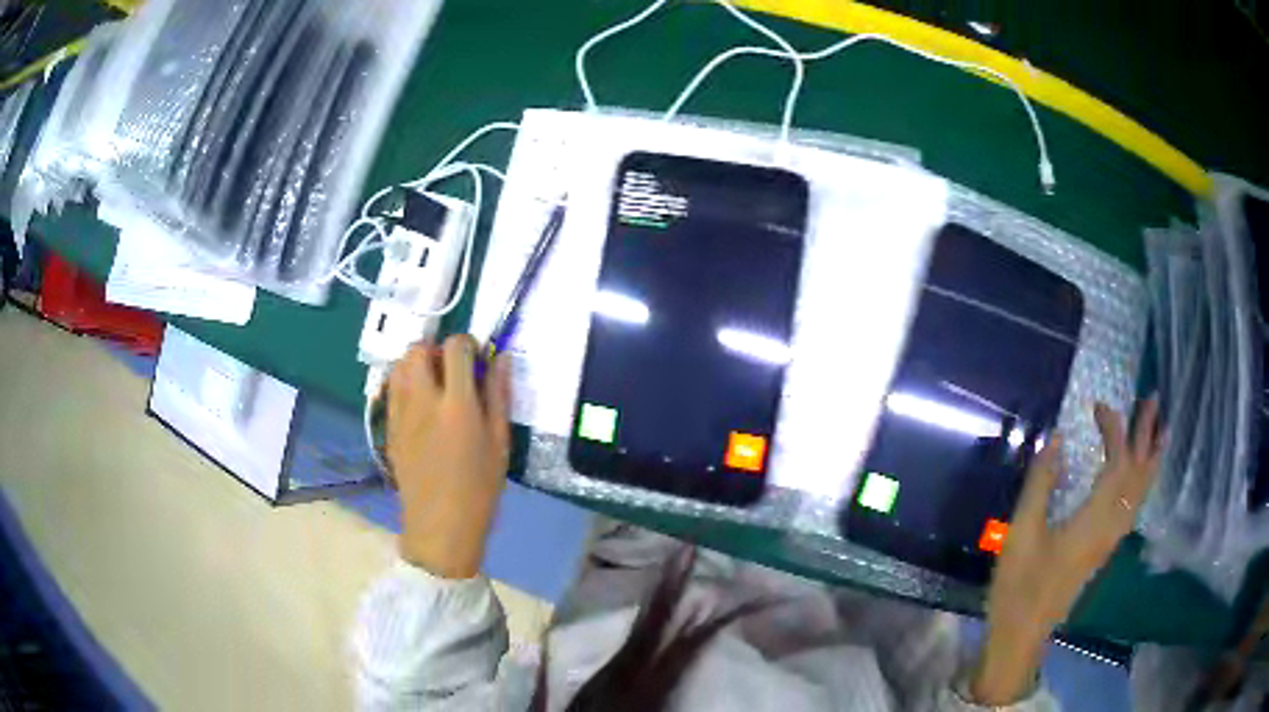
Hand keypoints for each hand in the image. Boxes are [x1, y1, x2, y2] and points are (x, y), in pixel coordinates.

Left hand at [385, 336, 511, 578]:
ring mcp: (399, 414)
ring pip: (398, 365)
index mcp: (456, 404)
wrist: (440, 528)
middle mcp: (422, 401)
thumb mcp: (500, 443)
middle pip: (417, 349)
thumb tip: (499, 357)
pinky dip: (404, 385)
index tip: (477, 361)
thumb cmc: (479, 489)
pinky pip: (391, 389)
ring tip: (434, 387)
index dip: (468, 345)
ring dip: (416, 365)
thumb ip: (498, 395)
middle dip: (436, 351)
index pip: (455, 347)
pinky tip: (420, 408)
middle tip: (452, 373)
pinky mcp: (388, 428)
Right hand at [970, 398, 1163, 704]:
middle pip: (1138, 474)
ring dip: (1152, 458)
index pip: (1117, 462)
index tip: (1098, 406)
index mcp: (1093, 520)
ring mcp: (1110, 541)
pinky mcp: (1104, 550)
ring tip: (1162, 431)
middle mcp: (1111, 527)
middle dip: (1146, 434)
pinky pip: (1135, 507)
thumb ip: (1040, 484)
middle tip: (1152, 399)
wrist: (1022, 633)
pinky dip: (1144, 482)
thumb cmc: (1019, 585)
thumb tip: (1056, 440)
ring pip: (1141, 493)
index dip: (1113, 428)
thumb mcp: (1021, 533)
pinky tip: (1142, 477)